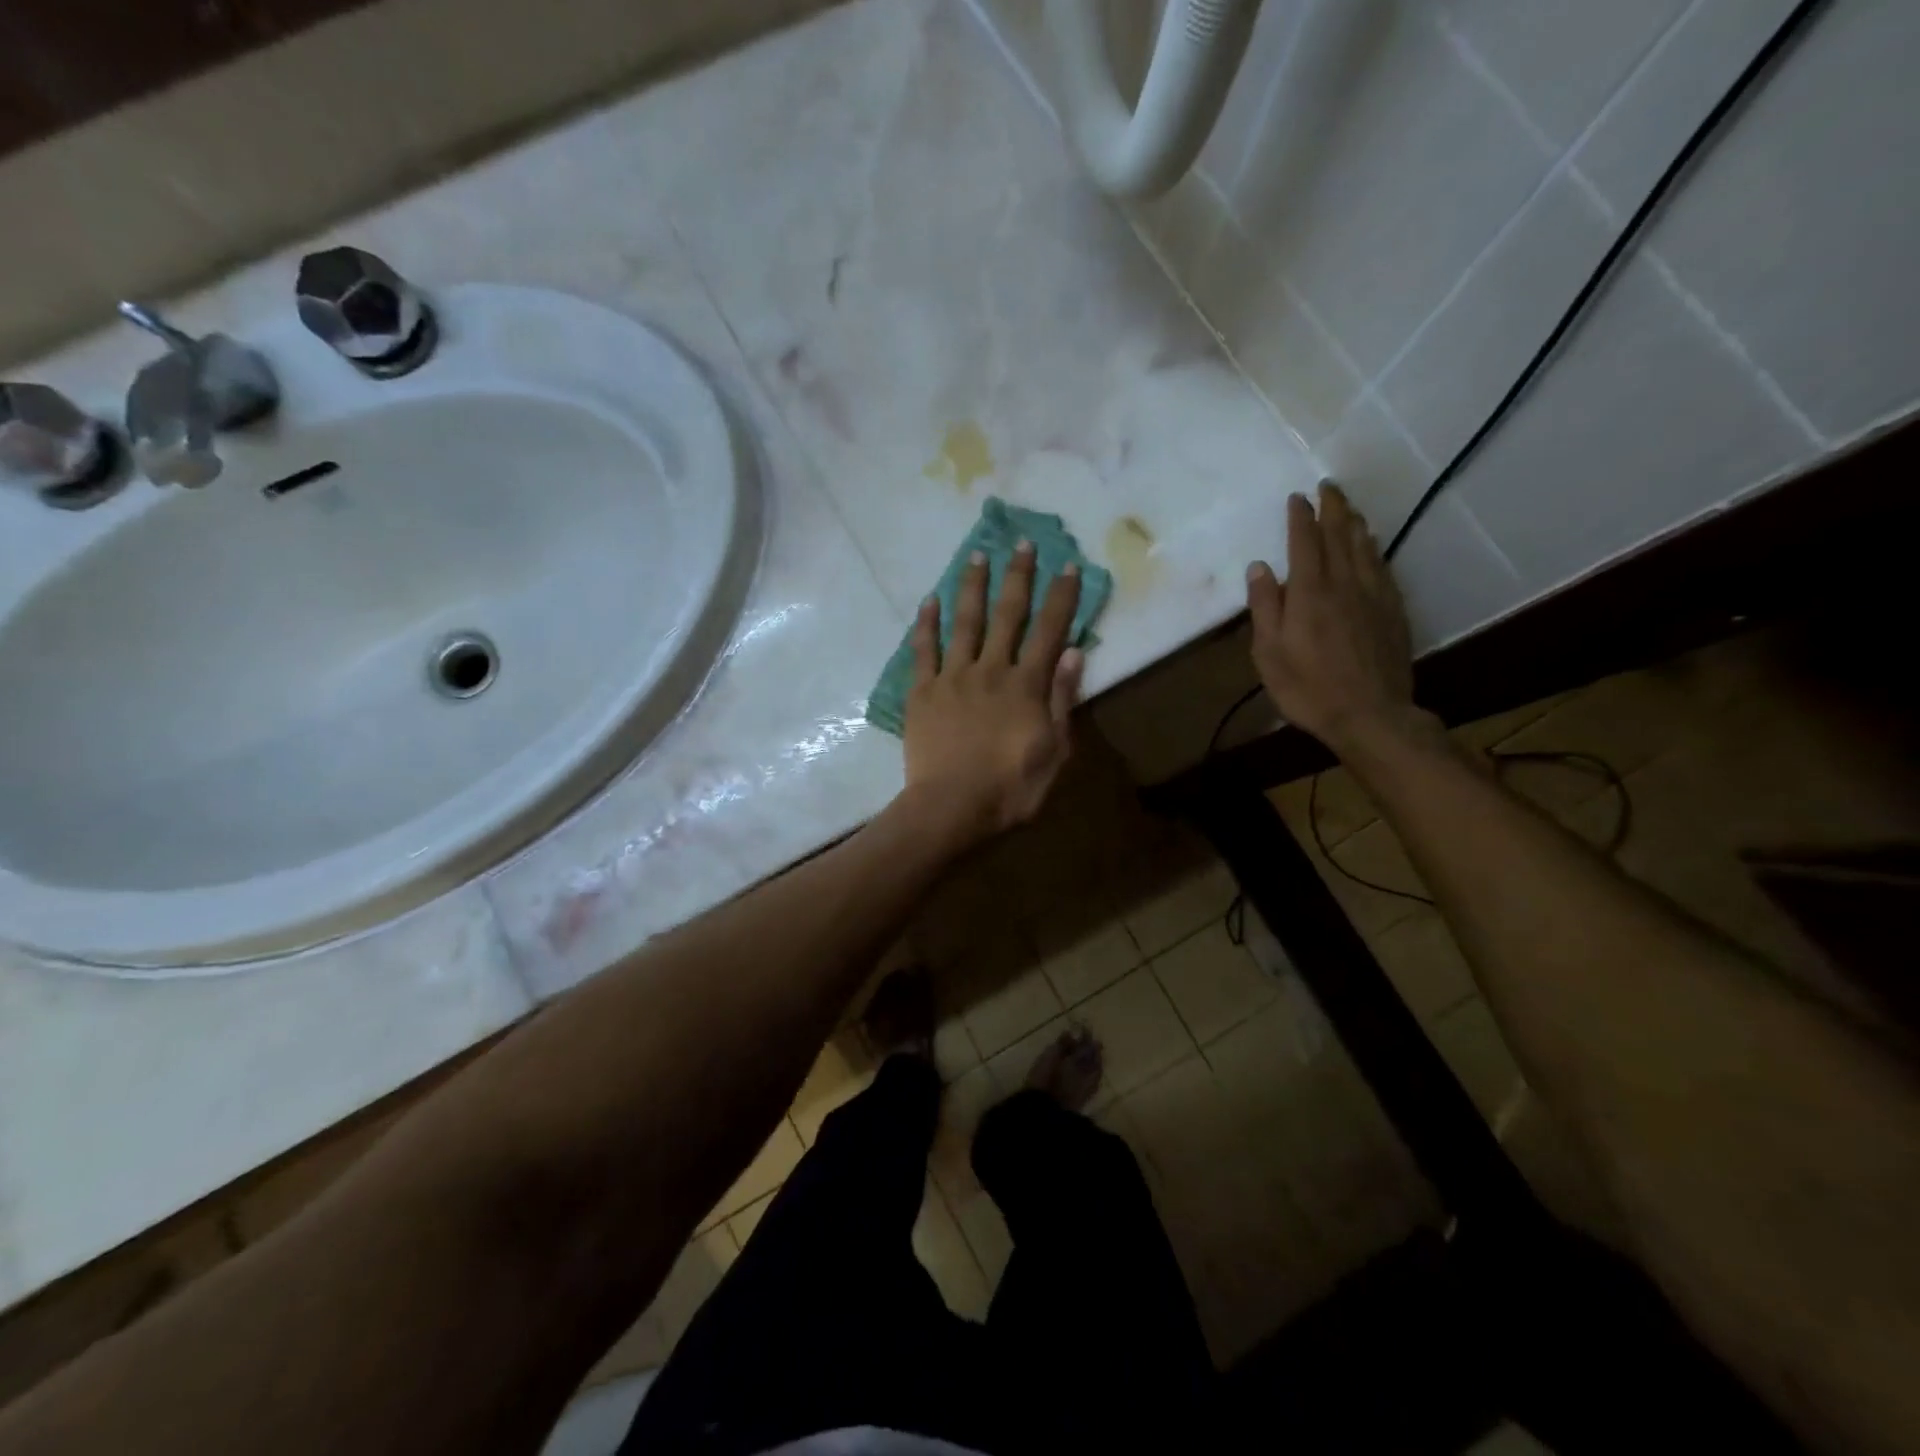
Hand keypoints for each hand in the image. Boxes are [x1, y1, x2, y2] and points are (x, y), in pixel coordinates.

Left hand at [903, 540, 1084, 844]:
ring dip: (972, 587)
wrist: (950, 808)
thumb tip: (1072, 653)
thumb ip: (1061, 701)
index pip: (1049, 631)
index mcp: (1026, 686)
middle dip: (1018, 577)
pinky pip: (923, 650)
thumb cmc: (1010, 788)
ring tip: (976, 556)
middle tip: (1022, 543)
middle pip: (1007, 615)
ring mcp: (953, 677)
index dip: (1060, 597)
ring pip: (965, 622)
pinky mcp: (922, 691)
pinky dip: (926, 623)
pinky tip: (928, 600)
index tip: (1068, 565)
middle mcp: (991, 670)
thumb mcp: (1054, 752)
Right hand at [1246, 483, 1422, 754]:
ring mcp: (1373, 596)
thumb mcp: (1269, 654)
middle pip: (1340, 536)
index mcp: (1309, 593)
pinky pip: (1382, 567)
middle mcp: (1344, 584)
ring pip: (1365, 547)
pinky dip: (1374, 548)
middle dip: (1333, 509)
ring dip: (1355, 523)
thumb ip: (1264, 607)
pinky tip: (1371, 545)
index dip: (1300, 518)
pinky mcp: (1393, 611)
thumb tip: (1259, 567)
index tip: (1297, 498)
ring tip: (1348, 508)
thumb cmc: (1308, 688)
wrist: (1370, 715)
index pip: (1304, 543)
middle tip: (1329, 487)